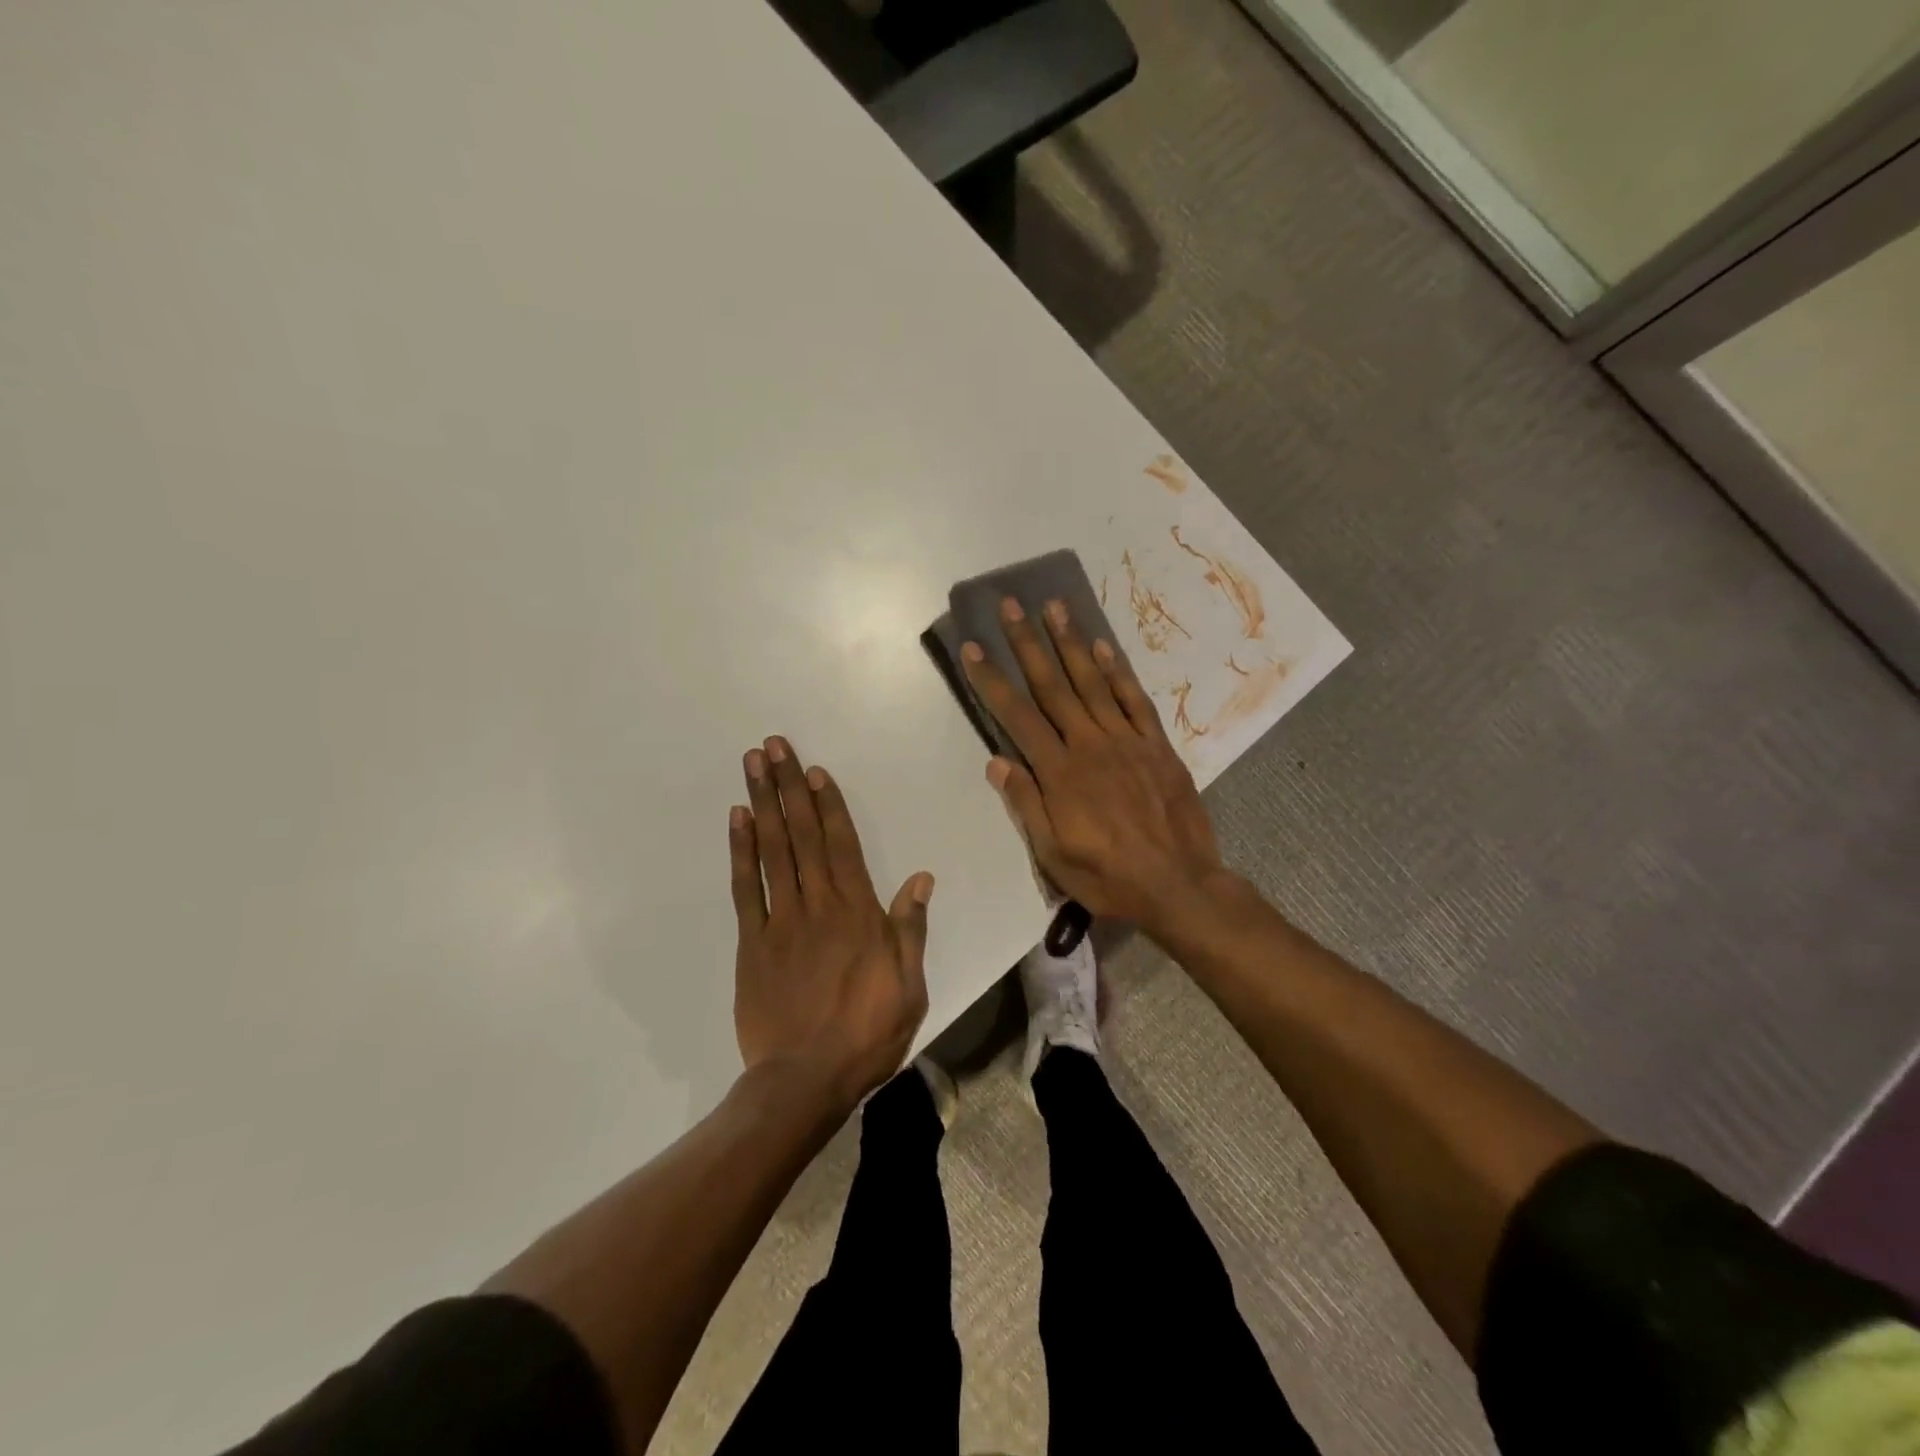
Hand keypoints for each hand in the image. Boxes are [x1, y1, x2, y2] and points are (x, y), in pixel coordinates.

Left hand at [730, 735, 934, 1108]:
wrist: (805, 1080)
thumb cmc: (867, 1032)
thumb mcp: (909, 985)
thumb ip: (909, 928)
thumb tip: (920, 878)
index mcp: (858, 913)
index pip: (842, 844)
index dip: (828, 804)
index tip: (813, 771)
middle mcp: (818, 905)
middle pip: (803, 835)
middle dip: (788, 787)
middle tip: (773, 746)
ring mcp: (781, 921)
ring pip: (773, 851)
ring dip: (763, 804)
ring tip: (752, 766)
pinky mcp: (752, 943)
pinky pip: (745, 889)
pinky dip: (741, 852)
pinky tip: (737, 821)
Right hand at [962, 597, 1225, 934]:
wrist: (1179, 886)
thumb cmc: (1108, 876)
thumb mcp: (1053, 856)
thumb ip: (1026, 805)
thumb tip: (997, 761)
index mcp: (1059, 773)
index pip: (1017, 717)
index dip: (992, 680)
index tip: (974, 647)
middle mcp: (1089, 745)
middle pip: (1052, 686)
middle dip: (1027, 644)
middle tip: (1011, 605)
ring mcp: (1127, 741)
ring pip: (1092, 682)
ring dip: (1070, 642)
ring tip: (1054, 607)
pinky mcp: (1157, 746)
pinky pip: (1135, 700)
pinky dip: (1118, 671)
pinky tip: (1103, 647)